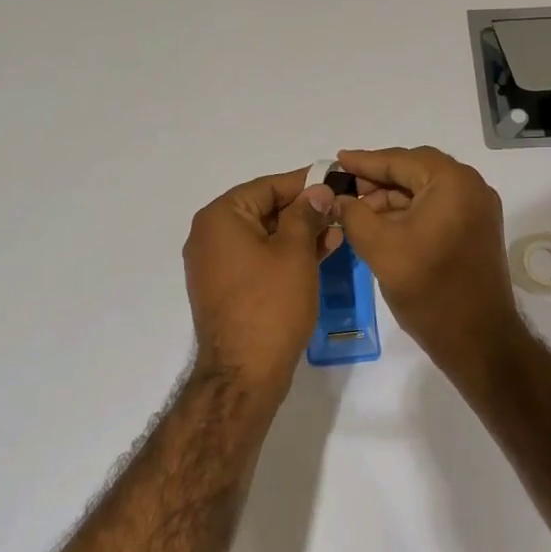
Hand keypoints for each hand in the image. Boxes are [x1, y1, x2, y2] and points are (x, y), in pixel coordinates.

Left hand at [183, 168, 339, 387]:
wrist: (244, 371)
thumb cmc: (271, 304)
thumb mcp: (295, 252)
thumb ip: (306, 215)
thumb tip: (316, 191)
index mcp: (220, 218)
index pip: (267, 186)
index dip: (304, 182)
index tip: (335, 180)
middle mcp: (209, 236)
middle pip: (262, 210)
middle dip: (303, 210)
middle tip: (341, 210)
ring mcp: (214, 265)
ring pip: (263, 237)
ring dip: (298, 234)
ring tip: (337, 233)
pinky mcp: (224, 289)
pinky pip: (257, 260)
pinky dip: (284, 255)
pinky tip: (317, 255)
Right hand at [333, 146, 522, 373]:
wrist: (477, 338)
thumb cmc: (428, 289)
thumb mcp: (380, 247)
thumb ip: (353, 214)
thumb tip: (337, 198)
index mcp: (452, 183)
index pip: (401, 160)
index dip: (365, 161)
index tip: (336, 160)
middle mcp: (472, 188)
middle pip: (416, 171)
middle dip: (378, 180)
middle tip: (344, 189)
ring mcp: (478, 210)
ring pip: (426, 191)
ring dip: (392, 198)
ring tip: (357, 212)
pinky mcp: (476, 232)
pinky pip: (438, 209)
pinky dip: (410, 213)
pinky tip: (382, 226)